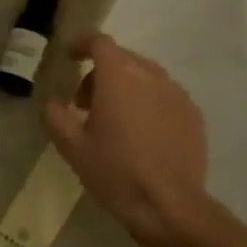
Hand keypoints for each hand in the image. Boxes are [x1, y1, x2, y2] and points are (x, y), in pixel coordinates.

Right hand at [43, 32, 213, 246]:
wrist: (169, 205)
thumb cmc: (115, 171)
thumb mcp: (72, 147)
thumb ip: (56, 116)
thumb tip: (53, 103)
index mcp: (119, 76)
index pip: (100, 42)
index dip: (82, 44)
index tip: (70, 57)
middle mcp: (151, 75)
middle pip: (122, 59)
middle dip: (100, 73)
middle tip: (84, 103)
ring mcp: (177, 93)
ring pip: (145, 77)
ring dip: (125, 87)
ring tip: (114, 120)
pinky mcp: (193, 114)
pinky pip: (164, 96)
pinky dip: (148, 103)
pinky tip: (141, 134)